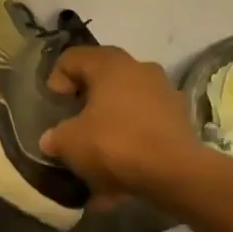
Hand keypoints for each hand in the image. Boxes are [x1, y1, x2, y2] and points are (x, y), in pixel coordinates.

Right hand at [38, 45, 203, 204]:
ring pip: (127, 103)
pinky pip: (146, 126)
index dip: (57, 79)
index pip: (73, 58)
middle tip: (74, 124)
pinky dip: (132, 141)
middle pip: (103, 78)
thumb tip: (52, 140)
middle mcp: (140, 68)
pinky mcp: (180, 120)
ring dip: (111, 122)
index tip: (55, 105)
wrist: (175, 173)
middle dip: (87, 101)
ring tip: (98, 153)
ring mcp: (164, 93)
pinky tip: (121, 171)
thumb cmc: (115, 144)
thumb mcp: (70, 143)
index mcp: (110, 64)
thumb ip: (56, 137)